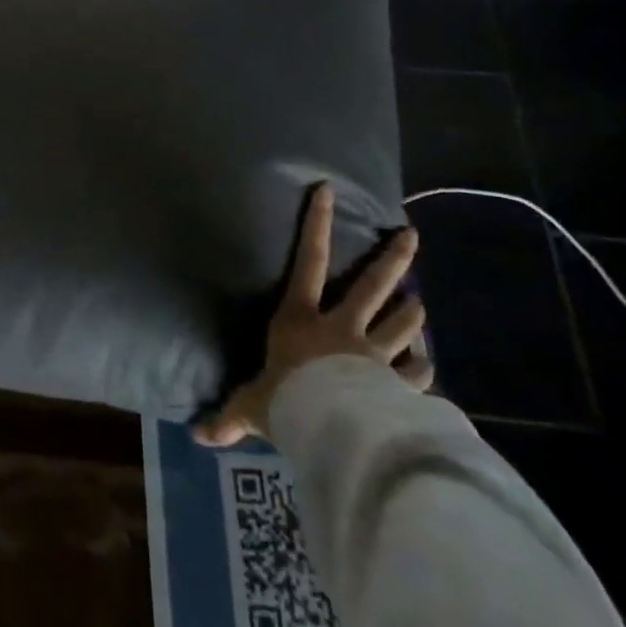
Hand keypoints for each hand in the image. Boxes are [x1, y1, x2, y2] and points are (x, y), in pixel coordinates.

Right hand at [197, 183, 431, 447]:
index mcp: (301, 319)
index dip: (317, 224)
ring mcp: (375, 354)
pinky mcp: (398, 383)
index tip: (327, 190)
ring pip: (402, 323)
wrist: (333, 428)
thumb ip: (230, 417)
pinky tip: (428, 367)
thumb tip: (197, 436)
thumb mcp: (251, 406)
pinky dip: (423, 368)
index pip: (308, 261)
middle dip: (394, 259)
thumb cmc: (287, 401)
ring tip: (420, 303)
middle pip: (373, 286)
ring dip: (413, 313)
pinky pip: (418, 372)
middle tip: (411, 236)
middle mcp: (342, 327)